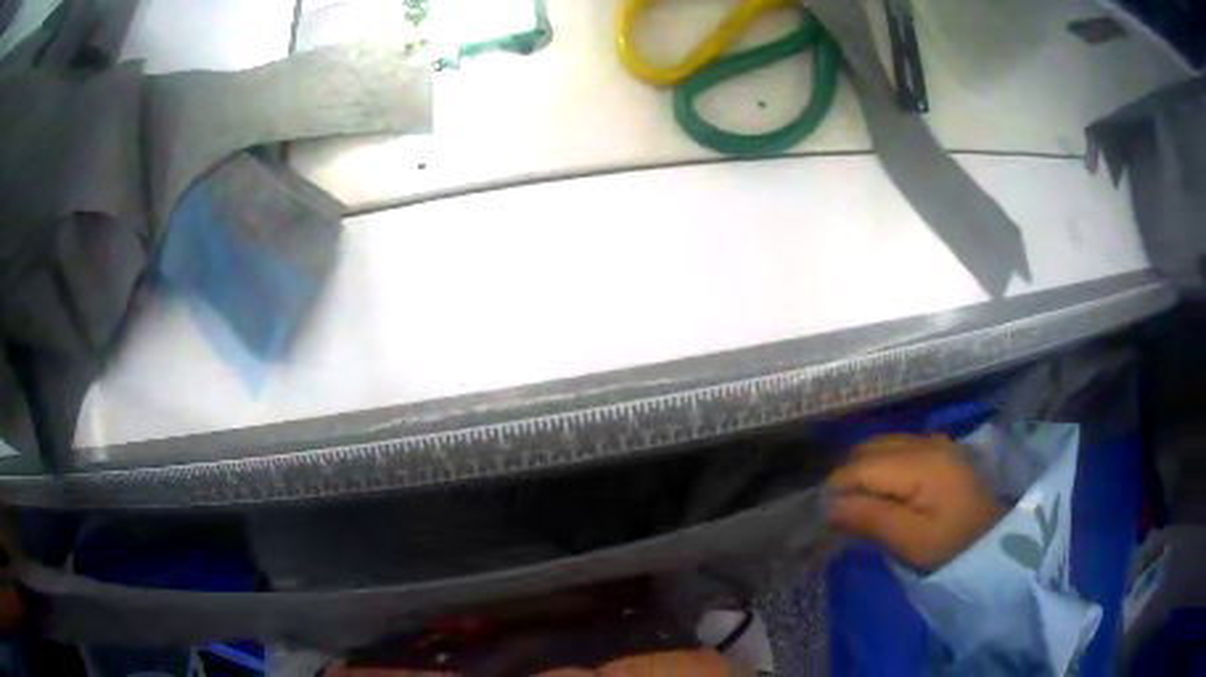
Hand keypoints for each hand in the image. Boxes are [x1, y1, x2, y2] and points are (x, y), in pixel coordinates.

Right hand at [826, 434, 1004, 570]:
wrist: (993, 538)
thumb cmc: (953, 544)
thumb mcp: (911, 541)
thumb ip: (870, 519)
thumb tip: (828, 506)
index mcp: (921, 462)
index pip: (862, 465)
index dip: (837, 488)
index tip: (823, 517)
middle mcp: (926, 441)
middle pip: (869, 448)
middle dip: (847, 477)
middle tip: (839, 514)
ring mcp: (934, 441)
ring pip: (881, 445)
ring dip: (862, 471)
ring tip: (856, 505)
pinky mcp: (938, 449)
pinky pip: (896, 449)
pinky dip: (880, 467)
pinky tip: (881, 493)